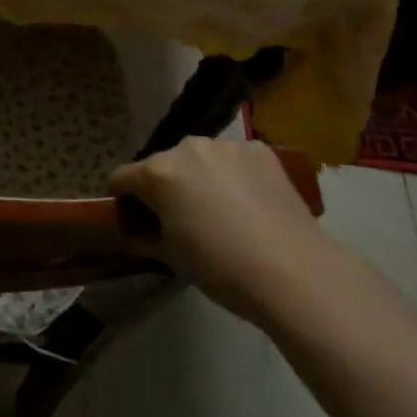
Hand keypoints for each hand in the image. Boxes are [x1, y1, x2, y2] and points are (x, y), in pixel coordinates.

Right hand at [110, 137, 332, 326]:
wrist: (293, 270)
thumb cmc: (221, 267)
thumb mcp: (173, 259)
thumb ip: (146, 239)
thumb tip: (135, 236)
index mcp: (158, 173)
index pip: (122, 177)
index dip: (123, 199)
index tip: (134, 219)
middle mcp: (188, 148)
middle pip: (163, 164)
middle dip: (165, 186)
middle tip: (181, 219)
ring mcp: (226, 145)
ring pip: (200, 158)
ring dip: (200, 177)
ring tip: (220, 211)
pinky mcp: (260, 150)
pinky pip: (233, 159)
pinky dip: (233, 175)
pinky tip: (249, 203)